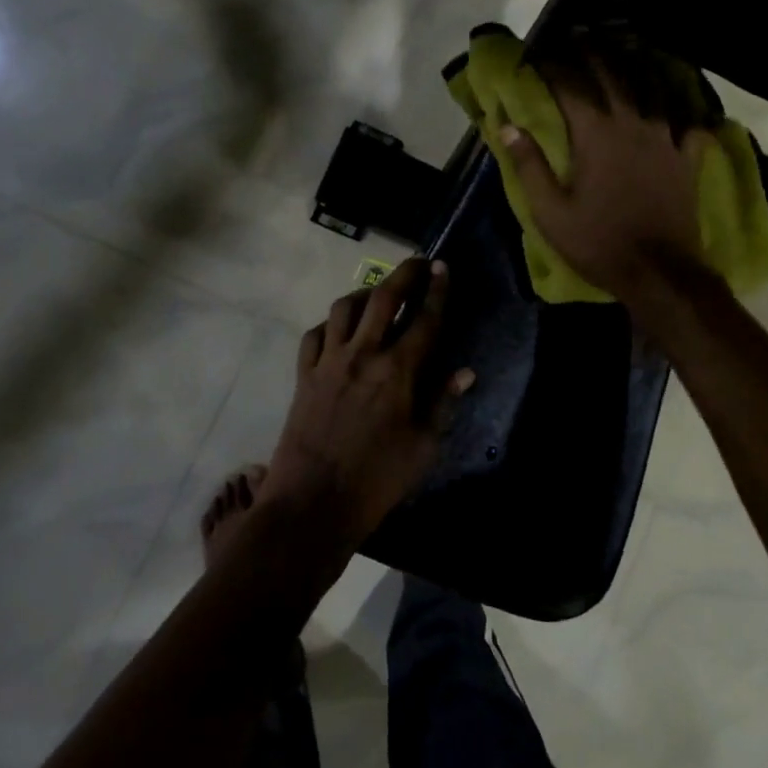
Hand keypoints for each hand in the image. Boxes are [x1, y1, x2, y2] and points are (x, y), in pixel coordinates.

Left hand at [267, 258, 474, 544]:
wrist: (312, 504)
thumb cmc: (376, 480)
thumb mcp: (423, 447)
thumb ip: (442, 403)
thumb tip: (465, 372)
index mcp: (397, 373)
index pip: (424, 319)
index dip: (437, 290)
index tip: (443, 267)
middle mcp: (362, 355)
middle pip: (383, 298)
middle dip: (404, 274)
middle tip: (418, 263)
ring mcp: (328, 362)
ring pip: (343, 308)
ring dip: (364, 293)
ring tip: (378, 293)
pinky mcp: (303, 375)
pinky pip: (314, 335)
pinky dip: (329, 324)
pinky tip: (339, 330)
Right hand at [500, 59, 712, 303]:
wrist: (659, 272)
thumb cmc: (598, 243)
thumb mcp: (550, 212)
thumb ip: (529, 166)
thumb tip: (507, 127)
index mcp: (595, 136)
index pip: (570, 87)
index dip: (552, 66)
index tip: (536, 53)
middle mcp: (632, 125)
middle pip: (612, 76)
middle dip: (592, 52)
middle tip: (578, 34)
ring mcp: (664, 139)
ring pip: (650, 88)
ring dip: (634, 64)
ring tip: (623, 47)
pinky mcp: (685, 158)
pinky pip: (685, 121)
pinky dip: (679, 106)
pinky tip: (677, 99)